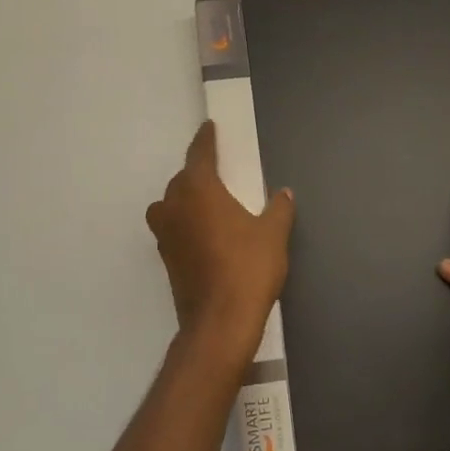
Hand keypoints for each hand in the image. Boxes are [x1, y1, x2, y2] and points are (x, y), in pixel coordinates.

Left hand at [146, 121, 295, 374]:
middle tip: (218, 170)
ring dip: (187, 199)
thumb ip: (278, 209)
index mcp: (198, 189)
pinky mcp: (166, 259)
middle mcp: (174, 206)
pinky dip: (186, 223)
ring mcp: (166, 234)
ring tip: (210, 202)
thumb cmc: (248, 268)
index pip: (199, 154)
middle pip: (182, 180)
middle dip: (198, 173)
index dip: (205, 140)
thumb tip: (284, 194)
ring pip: (172, 204)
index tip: (208, 128)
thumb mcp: (273, 234)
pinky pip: (174, 227)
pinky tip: (206, 232)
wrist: (220, 322)